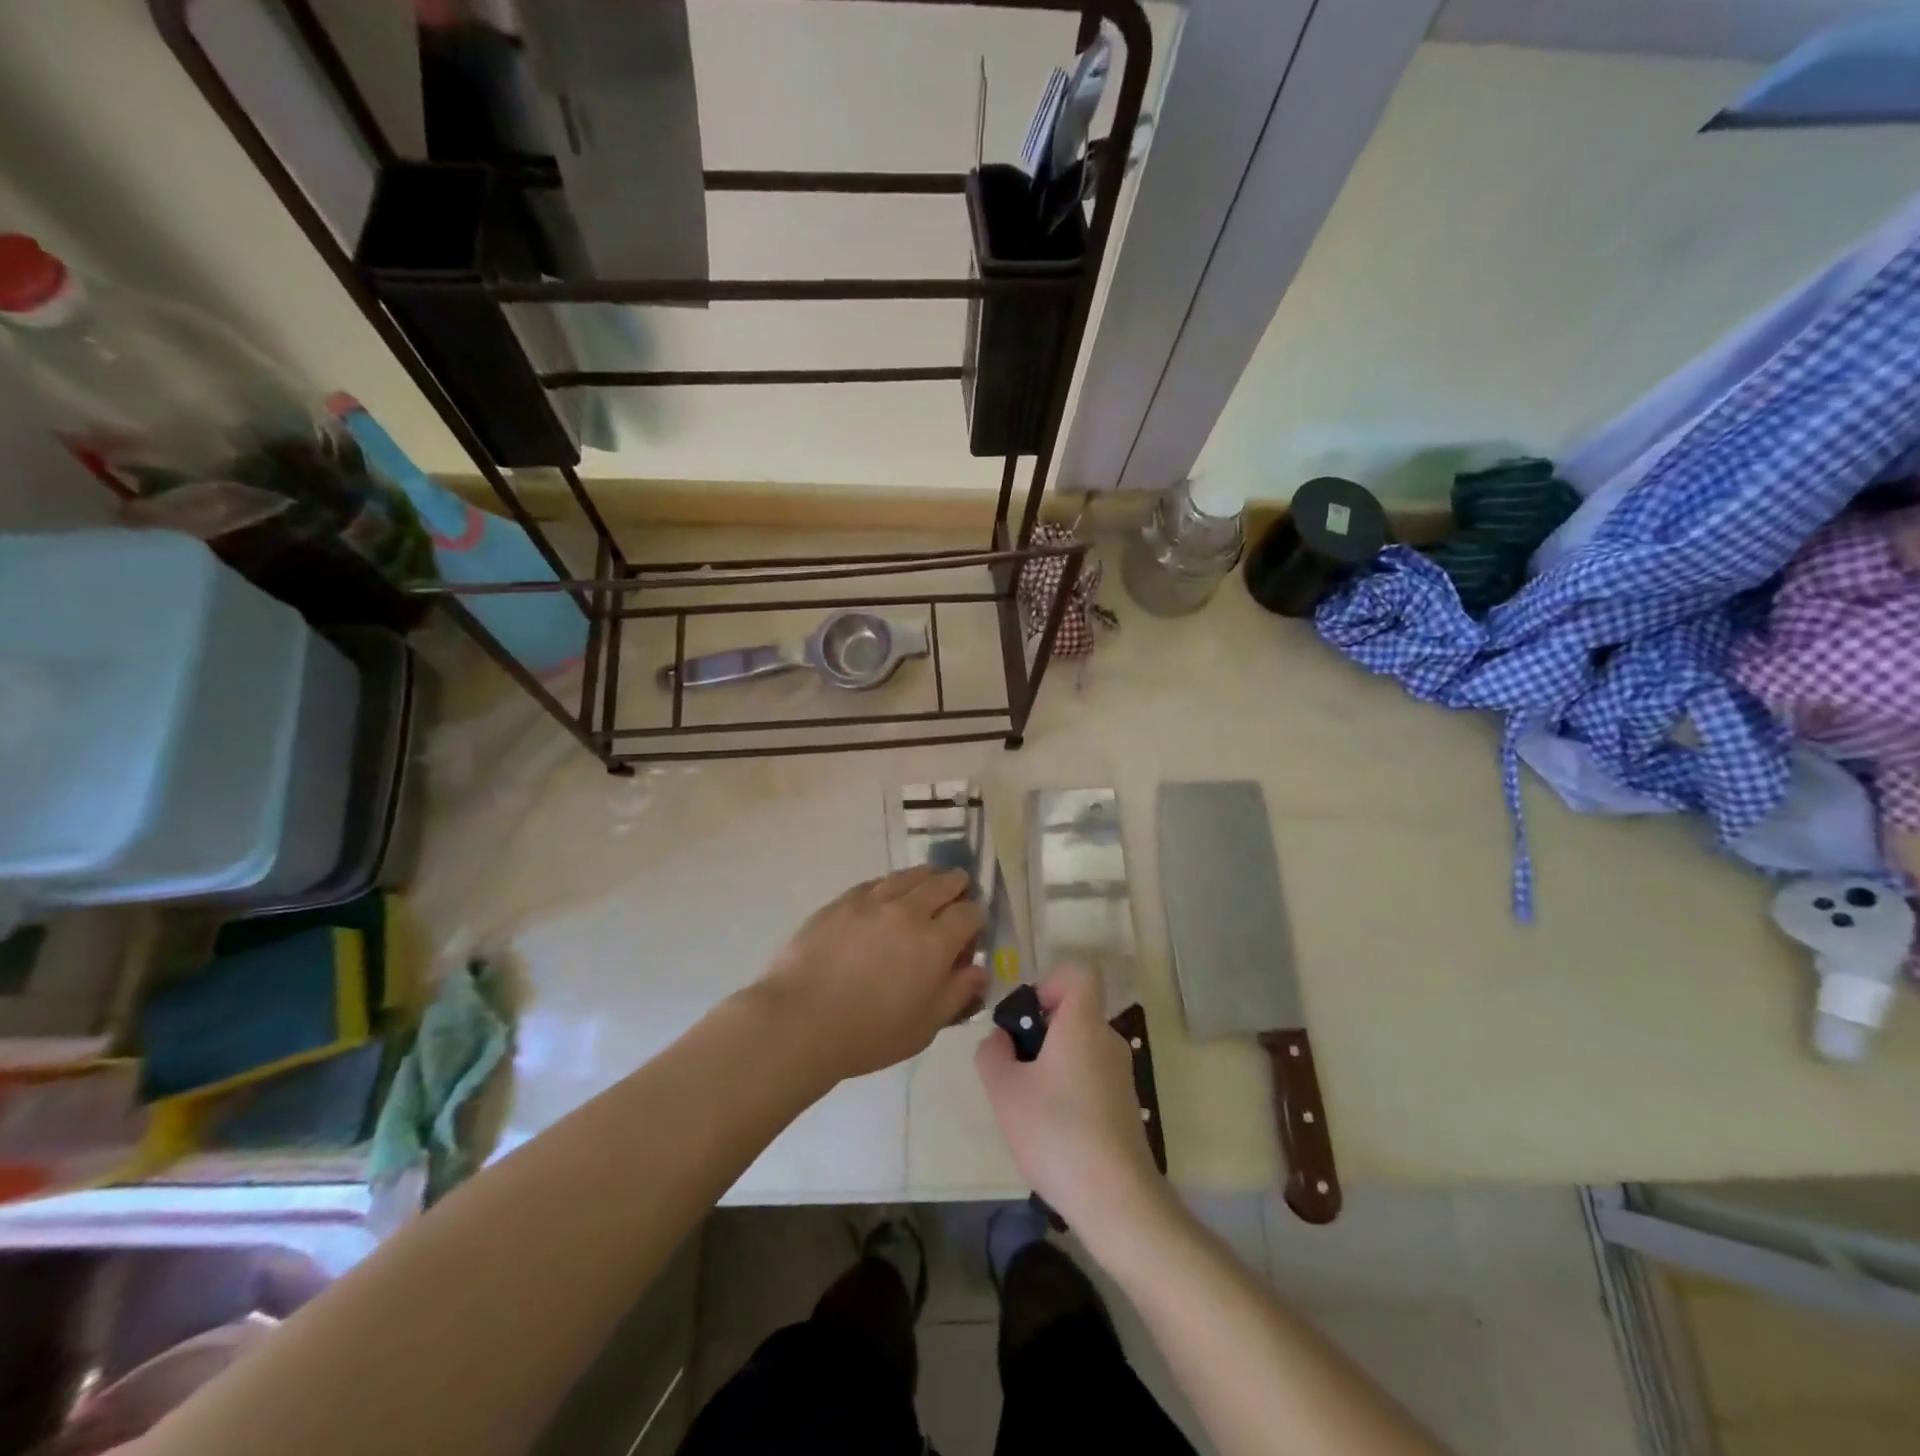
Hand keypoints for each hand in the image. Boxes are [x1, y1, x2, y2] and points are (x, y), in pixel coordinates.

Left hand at [758, 867, 987, 1082]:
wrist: (799, 1021)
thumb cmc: (869, 1033)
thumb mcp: (925, 1026)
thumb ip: (959, 993)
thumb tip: (982, 970)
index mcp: (935, 941)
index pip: (970, 913)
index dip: (977, 918)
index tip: (973, 928)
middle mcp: (908, 910)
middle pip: (943, 883)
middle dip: (958, 887)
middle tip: (958, 895)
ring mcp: (872, 901)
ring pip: (910, 875)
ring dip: (926, 878)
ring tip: (927, 886)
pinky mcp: (842, 901)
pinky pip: (876, 882)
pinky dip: (891, 885)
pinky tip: (887, 896)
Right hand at [975, 964, 1167, 1239]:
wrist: (1117, 1199)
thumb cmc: (1056, 1132)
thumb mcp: (1005, 1090)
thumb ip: (992, 1053)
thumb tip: (1000, 1039)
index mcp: (1084, 1023)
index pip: (1079, 973)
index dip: (1049, 983)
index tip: (1028, 1020)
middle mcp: (1109, 1039)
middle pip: (1074, 1011)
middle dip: (1039, 1031)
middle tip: (1014, 1069)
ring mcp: (1121, 1074)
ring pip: (1080, 1047)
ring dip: (1051, 1063)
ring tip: (1028, 1105)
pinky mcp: (1125, 1105)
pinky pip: (1090, 1076)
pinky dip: (1068, 1088)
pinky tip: (1052, 1129)